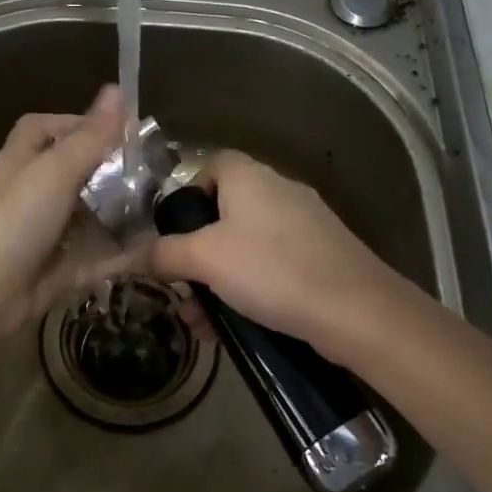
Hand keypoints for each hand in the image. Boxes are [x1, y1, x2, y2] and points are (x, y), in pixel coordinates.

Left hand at [0, 86, 133, 331]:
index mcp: (21, 162)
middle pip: (71, 172)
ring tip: (160, 207)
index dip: (74, 122)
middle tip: (151, 170)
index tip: (115, 129)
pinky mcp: (57, 269)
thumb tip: (118, 89)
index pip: (42, 128)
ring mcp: (44, 233)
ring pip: (86, 216)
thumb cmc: (15, 219)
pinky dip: (120, 255)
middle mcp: (30, 194)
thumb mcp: (55, 170)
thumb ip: (90, 136)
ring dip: (118, 212)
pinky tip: (153, 249)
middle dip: (108, 170)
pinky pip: (95, 257)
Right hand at [149, 150, 402, 358]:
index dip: (187, 193)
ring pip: (248, 246)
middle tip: (181, 287)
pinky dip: (250, 289)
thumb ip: (165, 253)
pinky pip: (273, 266)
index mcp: (250, 177)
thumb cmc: (271, 270)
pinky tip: (235, 326)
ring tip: (201, 321)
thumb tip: (135, 254)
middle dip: (198, 252)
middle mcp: (279, 191)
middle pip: (226, 211)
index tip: (173, 231)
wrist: (356, 310)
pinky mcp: (322, 256)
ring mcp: (306, 224)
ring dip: (219, 280)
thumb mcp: (205, 260)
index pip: (212, 165)